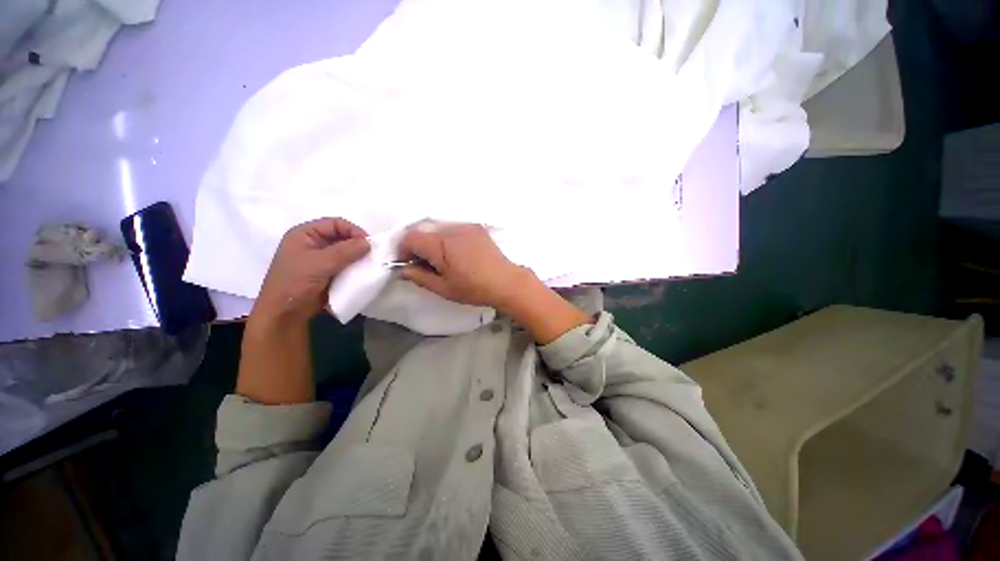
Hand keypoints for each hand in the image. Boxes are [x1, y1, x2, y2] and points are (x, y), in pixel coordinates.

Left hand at [252, 218, 369, 324]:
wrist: (281, 317)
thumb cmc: (294, 283)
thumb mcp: (319, 264)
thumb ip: (344, 251)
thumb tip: (368, 243)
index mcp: (304, 234)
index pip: (334, 224)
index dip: (352, 230)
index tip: (369, 243)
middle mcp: (310, 245)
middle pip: (338, 239)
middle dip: (354, 247)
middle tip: (372, 257)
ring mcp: (315, 264)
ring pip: (340, 257)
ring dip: (353, 262)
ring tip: (368, 269)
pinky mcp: (320, 280)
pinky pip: (338, 272)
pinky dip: (348, 275)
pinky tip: (359, 280)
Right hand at [398, 224, 534, 310]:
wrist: (506, 282)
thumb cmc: (473, 288)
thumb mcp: (443, 288)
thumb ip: (419, 276)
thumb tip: (402, 270)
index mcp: (441, 244)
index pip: (411, 237)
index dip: (403, 249)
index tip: (406, 263)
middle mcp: (451, 229)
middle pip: (423, 231)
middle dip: (417, 246)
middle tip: (421, 265)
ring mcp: (464, 226)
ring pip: (437, 228)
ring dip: (431, 241)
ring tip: (439, 261)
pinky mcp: (474, 227)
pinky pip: (452, 228)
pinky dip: (446, 238)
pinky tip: (454, 255)